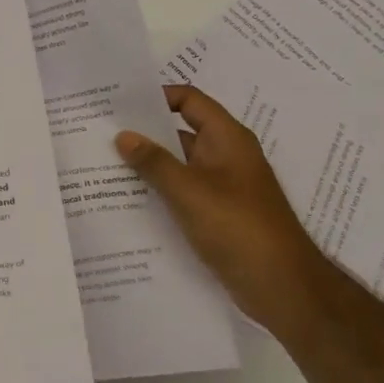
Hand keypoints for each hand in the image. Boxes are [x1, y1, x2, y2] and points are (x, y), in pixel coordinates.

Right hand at [115, 84, 331, 330]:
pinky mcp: (218, 214)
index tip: (119, 104)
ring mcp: (222, 187)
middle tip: (101, 133)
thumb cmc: (238, 227)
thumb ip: (154, 162)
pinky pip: (183, 193)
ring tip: (105, 166)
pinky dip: (159, 192)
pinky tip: (129, 200)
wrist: (282, 286)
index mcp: (227, 139)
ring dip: (148, 165)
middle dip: (144, 132)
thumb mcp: (190, 191)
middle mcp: (226, 156)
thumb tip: (123, 135)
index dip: (157, 96)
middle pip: (180, 131)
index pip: (190, 100)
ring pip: (179, 165)